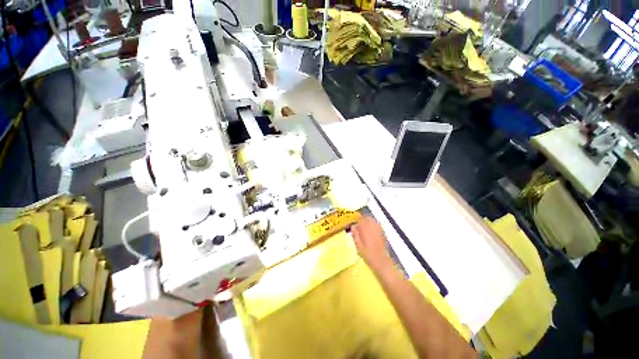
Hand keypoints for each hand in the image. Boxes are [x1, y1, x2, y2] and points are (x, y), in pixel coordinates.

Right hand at [352, 216, 392, 273]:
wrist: (382, 262)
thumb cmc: (368, 255)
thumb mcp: (358, 246)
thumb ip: (355, 235)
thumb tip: (352, 226)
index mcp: (366, 230)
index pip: (361, 219)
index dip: (356, 219)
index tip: (354, 222)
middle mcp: (373, 227)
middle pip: (367, 218)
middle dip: (362, 219)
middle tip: (358, 224)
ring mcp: (379, 229)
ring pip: (373, 220)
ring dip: (368, 221)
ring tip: (364, 227)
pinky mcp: (383, 233)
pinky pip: (377, 224)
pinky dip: (373, 225)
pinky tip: (371, 230)